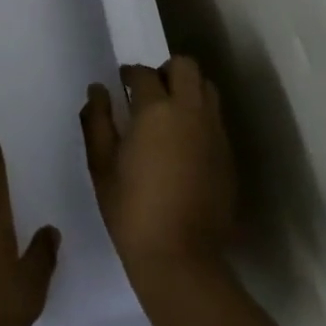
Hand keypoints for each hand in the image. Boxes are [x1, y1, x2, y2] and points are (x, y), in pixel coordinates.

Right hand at [81, 58, 236, 285]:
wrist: (181, 259)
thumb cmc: (132, 210)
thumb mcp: (101, 165)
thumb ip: (97, 120)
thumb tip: (98, 90)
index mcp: (156, 110)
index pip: (144, 73)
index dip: (130, 74)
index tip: (121, 84)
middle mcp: (191, 112)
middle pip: (186, 67)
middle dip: (166, 71)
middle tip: (150, 93)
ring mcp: (214, 133)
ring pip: (207, 89)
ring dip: (188, 90)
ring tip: (170, 115)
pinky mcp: (228, 156)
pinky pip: (216, 119)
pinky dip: (200, 118)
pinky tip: (184, 144)